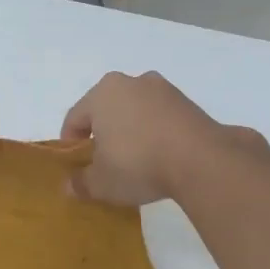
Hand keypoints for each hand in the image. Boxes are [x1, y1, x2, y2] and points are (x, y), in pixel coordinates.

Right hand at [59, 71, 264, 205]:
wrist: (200, 160)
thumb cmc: (137, 164)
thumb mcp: (101, 182)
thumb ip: (81, 182)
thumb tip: (69, 186)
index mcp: (102, 93)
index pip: (75, 117)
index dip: (70, 142)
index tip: (75, 164)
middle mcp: (132, 82)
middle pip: (106, 109)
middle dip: (103, 133)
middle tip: (103, 162)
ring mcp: (164, 90)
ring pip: (135, 111)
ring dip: (130, 131)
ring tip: (135, 161)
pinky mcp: (189, 103)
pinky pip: (161, 118)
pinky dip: (155, 133)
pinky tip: (159, 156)